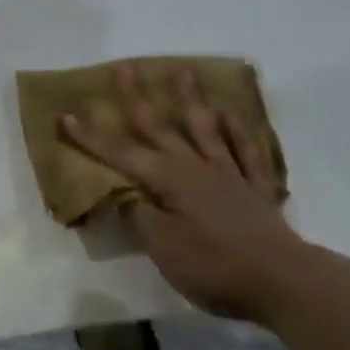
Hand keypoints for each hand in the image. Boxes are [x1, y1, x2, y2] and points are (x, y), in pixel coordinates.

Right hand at [59, 64, 314, 324]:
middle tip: (125, 67)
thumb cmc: (215, 266)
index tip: (65, 115)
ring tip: (182, 70)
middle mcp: (195, 166)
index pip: (120, 153)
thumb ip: (142, 217)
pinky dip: (238, 130)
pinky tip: (231, 113)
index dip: (91, 136)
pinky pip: (246, 152)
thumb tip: (129, 194)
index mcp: (168, 179)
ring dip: (190, 99)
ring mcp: (228, 174)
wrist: (283, 282)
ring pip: (204, 128)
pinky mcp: (255, 189)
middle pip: (160, 126)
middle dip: (137, 98)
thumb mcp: (165, 249)